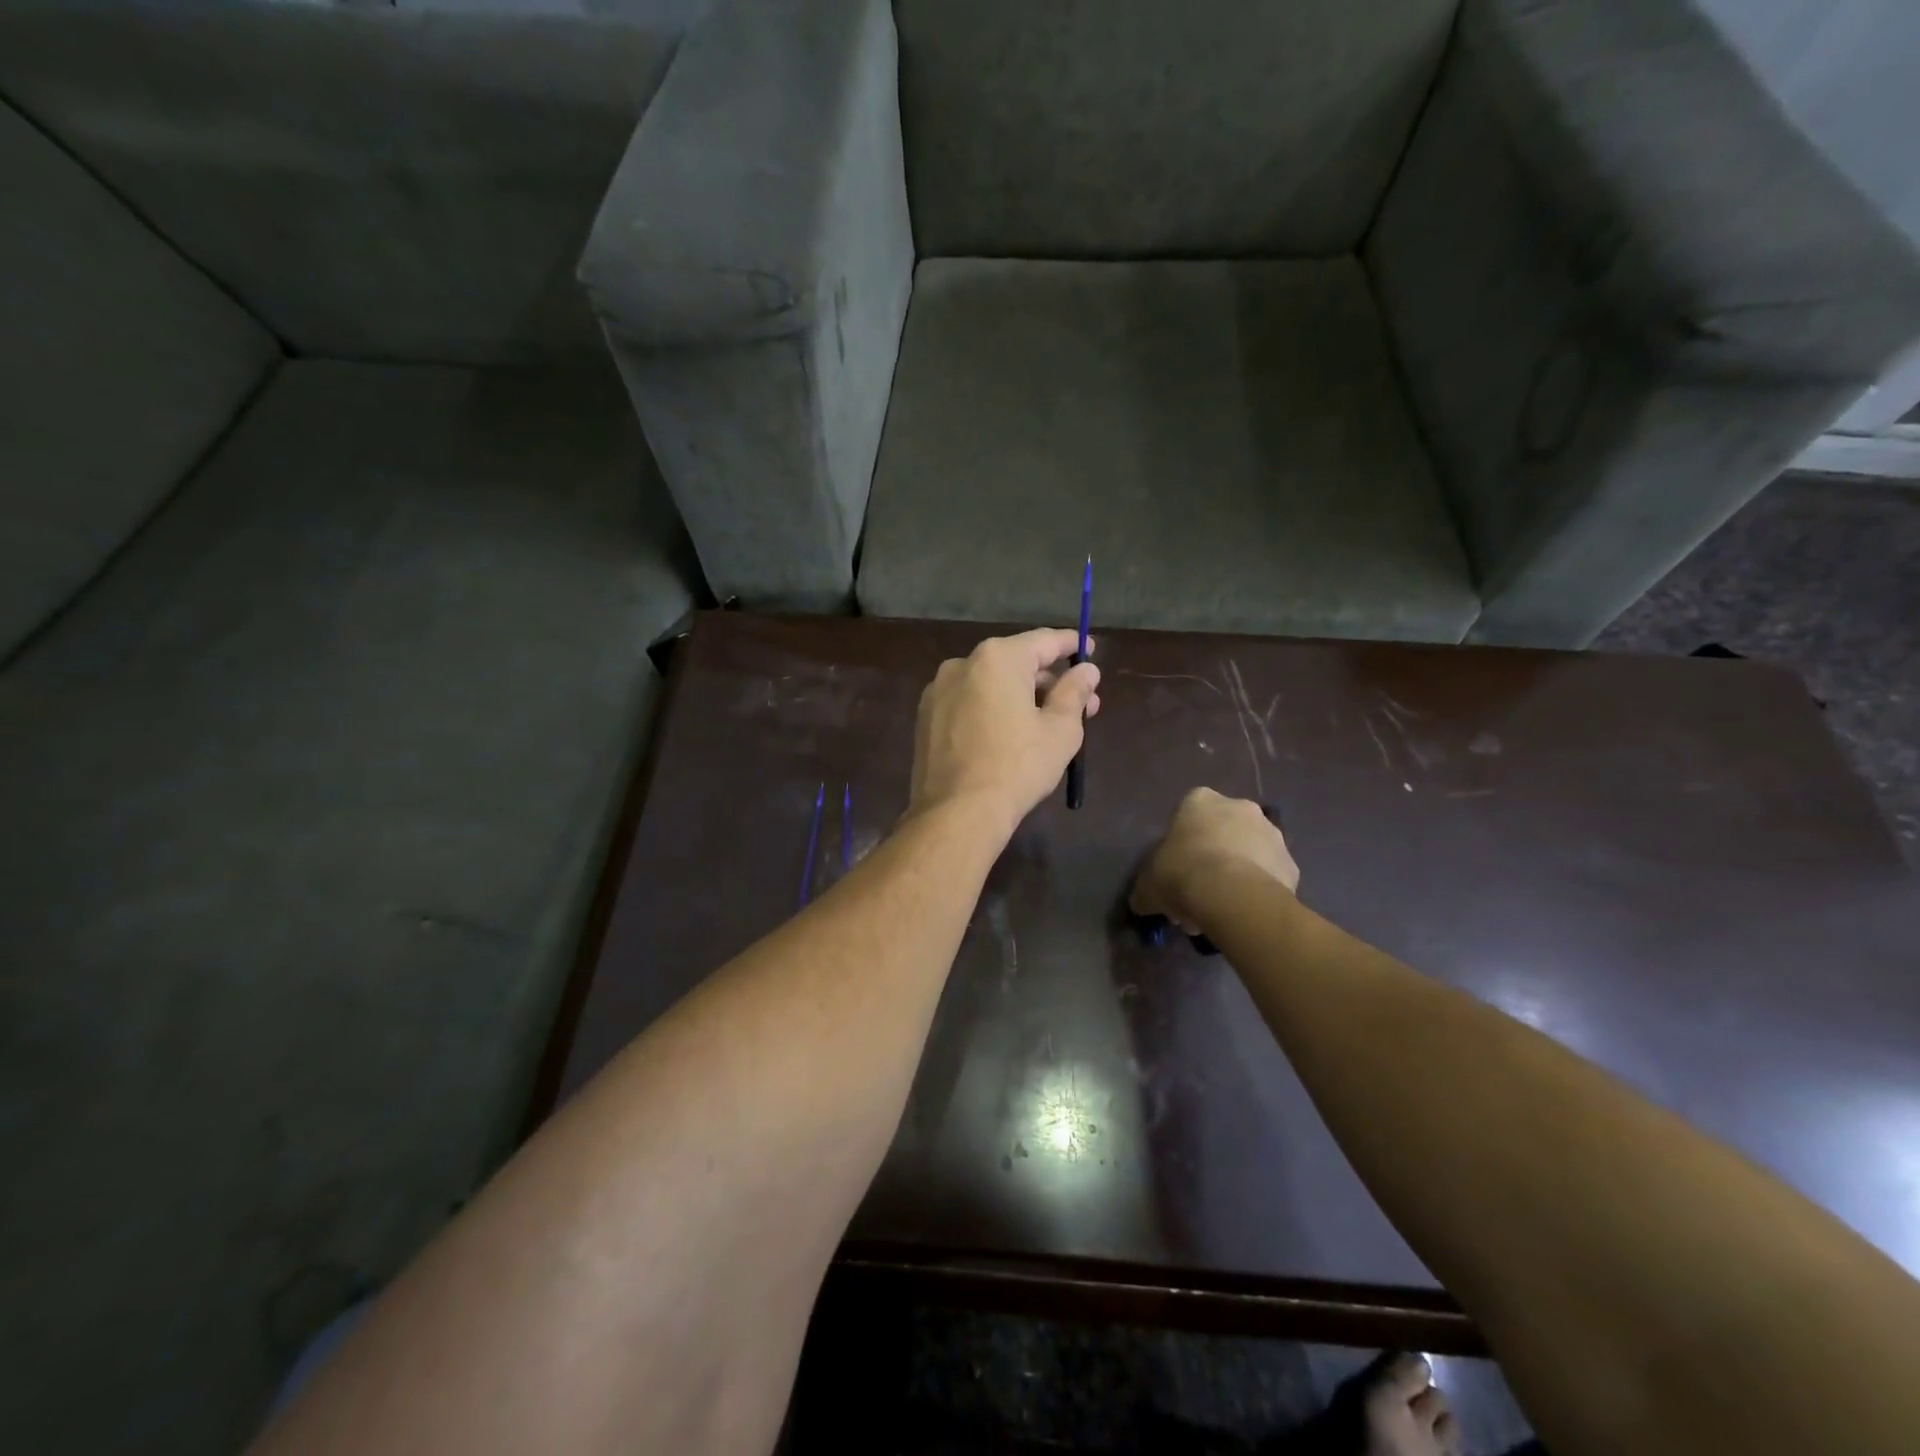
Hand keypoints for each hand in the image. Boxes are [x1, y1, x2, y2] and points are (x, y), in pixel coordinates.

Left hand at [910, 628, 1101, 834]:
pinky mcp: (926, 718)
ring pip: (990, 684)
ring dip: (1021, 697)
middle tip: (1082, 704)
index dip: (1072, 645)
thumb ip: (1074, 692)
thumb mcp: (1059, 730)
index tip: (1091, 651)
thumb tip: (1086, 670)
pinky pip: (968, 703)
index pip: (1045, 641)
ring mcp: (938, 691)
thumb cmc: (1017, 767)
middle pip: (1016, 663)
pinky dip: (992, 710)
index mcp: (997, 658)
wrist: (956, 813)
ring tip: (1048, 723)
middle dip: (1050, 681)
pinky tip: (1009, 735)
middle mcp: (962, 664)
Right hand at [1130, 787, 1299, 932]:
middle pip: (1223, 831)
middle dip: (1213, 857)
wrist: (1233, 896)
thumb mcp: (1149, 885)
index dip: (1183, 841)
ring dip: (1238, 872)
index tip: (1177, 867)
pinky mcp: (1291, 864)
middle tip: (1199, 892)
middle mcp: (1240, 807)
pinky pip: (1270, 876)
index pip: (1189, 812)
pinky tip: (1244, 913)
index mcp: (1201, 801)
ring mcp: (1272, 833)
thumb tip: (1141, 902)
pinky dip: (1259, 890)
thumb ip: (1146, 889)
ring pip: (1249, 852)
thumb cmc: (1182, 873)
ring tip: (1222, 909)